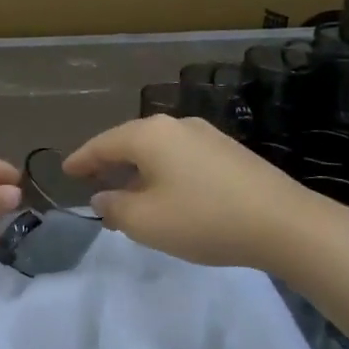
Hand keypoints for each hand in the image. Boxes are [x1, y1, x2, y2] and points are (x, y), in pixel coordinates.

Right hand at [64, 115, 322, 271]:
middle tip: (92, 181)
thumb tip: (103, 197)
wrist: (283, 223)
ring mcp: (207, 135)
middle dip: (110, 162)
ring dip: (139, 170)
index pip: (103, 143)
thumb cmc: (204, 219)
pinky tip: (168, 194)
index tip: (65, 170)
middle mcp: (176, 125)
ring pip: (159, 150)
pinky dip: (164, 172)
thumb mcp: (146, 222)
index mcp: (150, 135)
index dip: (81, 159)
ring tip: (129, 192)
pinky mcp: (229, 152)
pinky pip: (182, 158)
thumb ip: (115, 208)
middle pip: (131, 141)